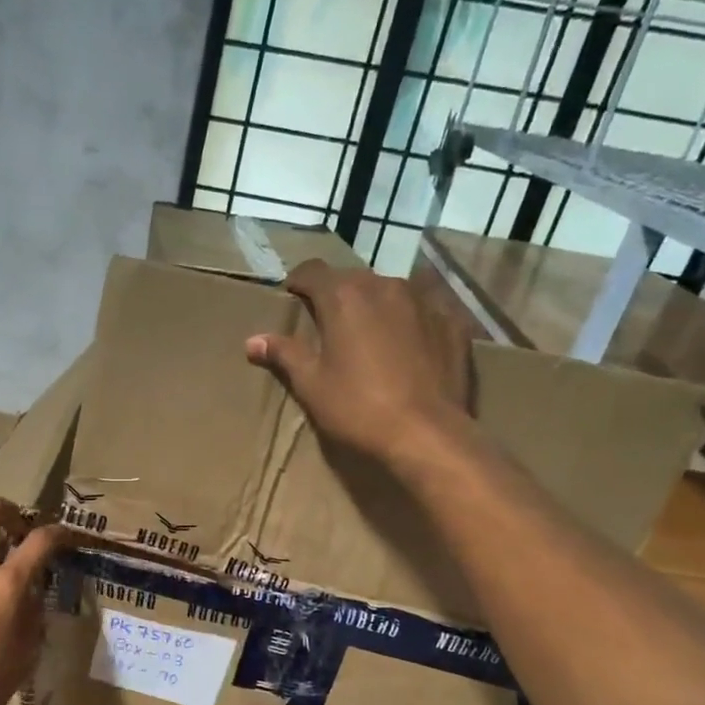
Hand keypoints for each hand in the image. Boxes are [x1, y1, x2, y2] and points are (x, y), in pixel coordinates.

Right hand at [246, 259, 474, 471]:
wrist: (426, 433)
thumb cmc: (357, 408)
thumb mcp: (311, 384)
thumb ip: (284, 354)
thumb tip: (253, 340)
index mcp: (344, 296)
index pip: (312, 271)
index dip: (298, 283)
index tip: (292, 300)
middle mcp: (384, 286)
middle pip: (352, 279)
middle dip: (337, 296)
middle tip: (328, 326)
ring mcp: (423, 301)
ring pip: (389, 291)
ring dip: (374, 306)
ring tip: (369, 336)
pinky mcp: (452, 321)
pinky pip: (423, 309)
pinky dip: (409, 320)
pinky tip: (408, 346)